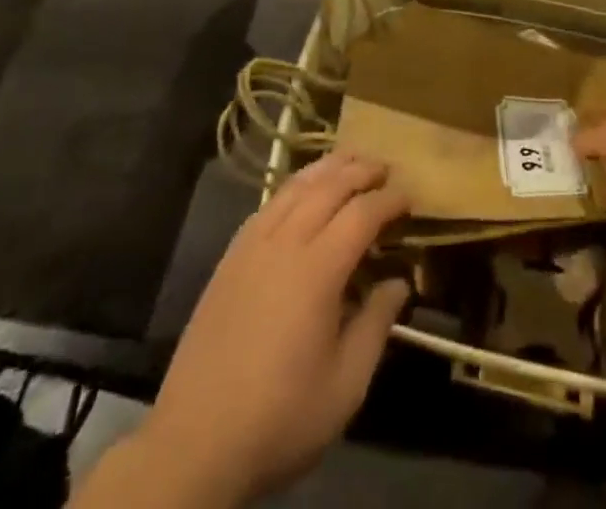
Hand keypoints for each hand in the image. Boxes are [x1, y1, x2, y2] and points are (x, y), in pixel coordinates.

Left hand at [83, 155, 409, 508]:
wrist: (194, 444)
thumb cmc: (280, 418)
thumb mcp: (345, 386)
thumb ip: (377, 325)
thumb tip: (399, 282)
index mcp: (317, 270)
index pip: (362, 214)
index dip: (389, 200)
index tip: (410, 198)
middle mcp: (285, 243)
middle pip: (329, 186)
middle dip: (361, 170)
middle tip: (387, 167)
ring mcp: (252, 246)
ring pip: (296, 186)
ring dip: (328, 167)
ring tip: (351, 160)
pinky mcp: (230, 258)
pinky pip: (269, 203)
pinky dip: (295, 186)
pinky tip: (303, 190)